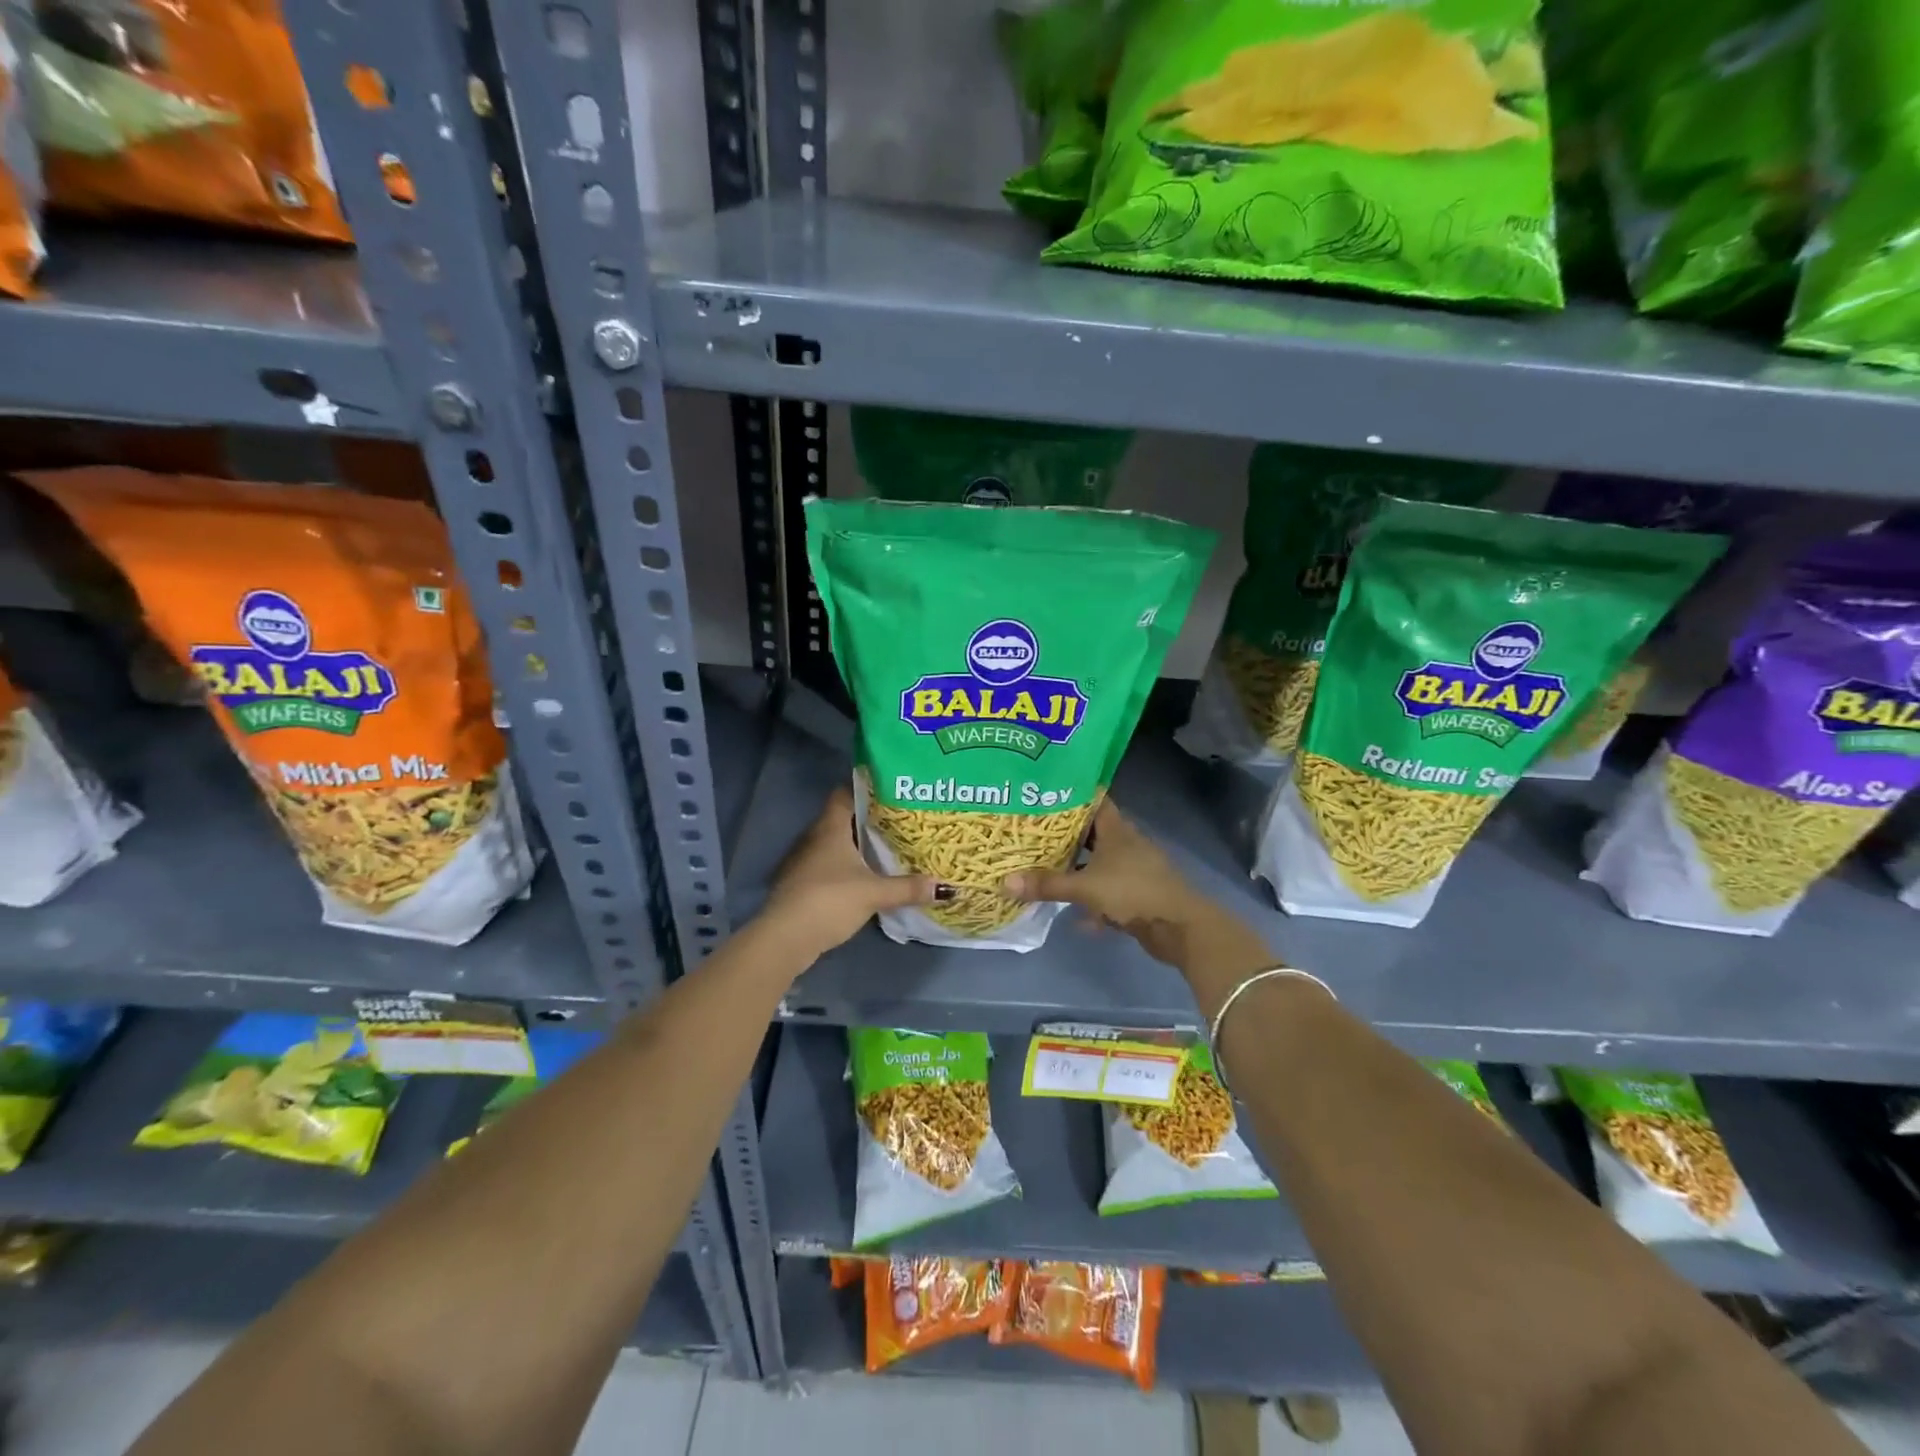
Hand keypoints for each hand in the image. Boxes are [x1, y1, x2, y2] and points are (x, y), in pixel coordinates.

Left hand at [761, 787, 939, 957]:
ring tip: (887, 848)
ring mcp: (805, 861)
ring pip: (835, 844)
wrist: (785, 937)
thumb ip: (908, 888)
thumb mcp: (874, 893)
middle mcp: (814, 838)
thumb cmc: (829, 900)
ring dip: (856, 846)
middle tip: (899, 822)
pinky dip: (846, 866)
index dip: (866, 790)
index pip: (844, 794)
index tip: (891, 793)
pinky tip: (865, 877)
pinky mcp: (802, 884)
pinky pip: (829, 865)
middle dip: (868, 821)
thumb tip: (947, 887)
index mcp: (830, 828)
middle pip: (842, 819)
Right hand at [1003, 801, 1270, 978]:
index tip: (1045, 792)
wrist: (1179, 927)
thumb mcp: (1084, 888)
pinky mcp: (1138, 893)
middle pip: (1092, 832)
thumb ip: (1046, 884)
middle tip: (1033, 833)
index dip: (1072, 794)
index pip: (1094, 799)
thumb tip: (1004, 881)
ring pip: (1099, 862)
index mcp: (1117, 829)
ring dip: (1078, 869)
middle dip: (1066, 835)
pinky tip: (1078, 917)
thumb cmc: (1132, 892)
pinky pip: (1108, 889)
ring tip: (1047, 870)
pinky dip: (1094, 899)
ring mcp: (1134, 868)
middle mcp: (1126, 843)